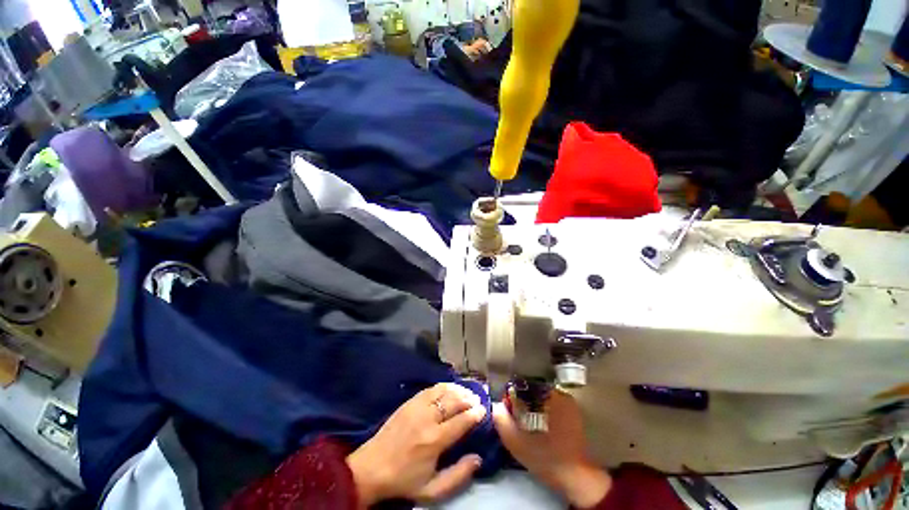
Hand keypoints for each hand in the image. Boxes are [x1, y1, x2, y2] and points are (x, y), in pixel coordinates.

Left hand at [347, 383, 486, 506]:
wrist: (372, 468)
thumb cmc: (404, 480)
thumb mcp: (432, 490)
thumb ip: (458, 475)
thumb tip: (477, 458)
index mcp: (434, 440)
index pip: (461, 421)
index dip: (474, 414)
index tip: (483, 410)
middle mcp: (427, 419)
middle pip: (454, 401)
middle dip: (468, 399)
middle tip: (477, 401)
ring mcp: (417, 407)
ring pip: (443, 391)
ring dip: (457, 390)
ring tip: (467, 392)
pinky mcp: (409, 402)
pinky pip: (430, 389)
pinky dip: (443, 387)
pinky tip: (449, 389)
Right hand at [492, 389, 611, 507]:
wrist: (575, 476)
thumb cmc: (544, 457)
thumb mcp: (515, 441)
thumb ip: (501, 419)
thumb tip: (495, 404)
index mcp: (544, 394)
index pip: (520, 384)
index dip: (511, 396)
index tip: (508, 410)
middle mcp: (557, 391)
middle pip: (531, 388)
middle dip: (521, 400)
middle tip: (517, 417)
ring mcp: (568, 400)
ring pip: (541, 395)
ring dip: (532, 404)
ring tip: (528, 422)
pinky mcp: (573, 410)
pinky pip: (551, 402)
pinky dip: (543, 409)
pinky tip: (540, 424)